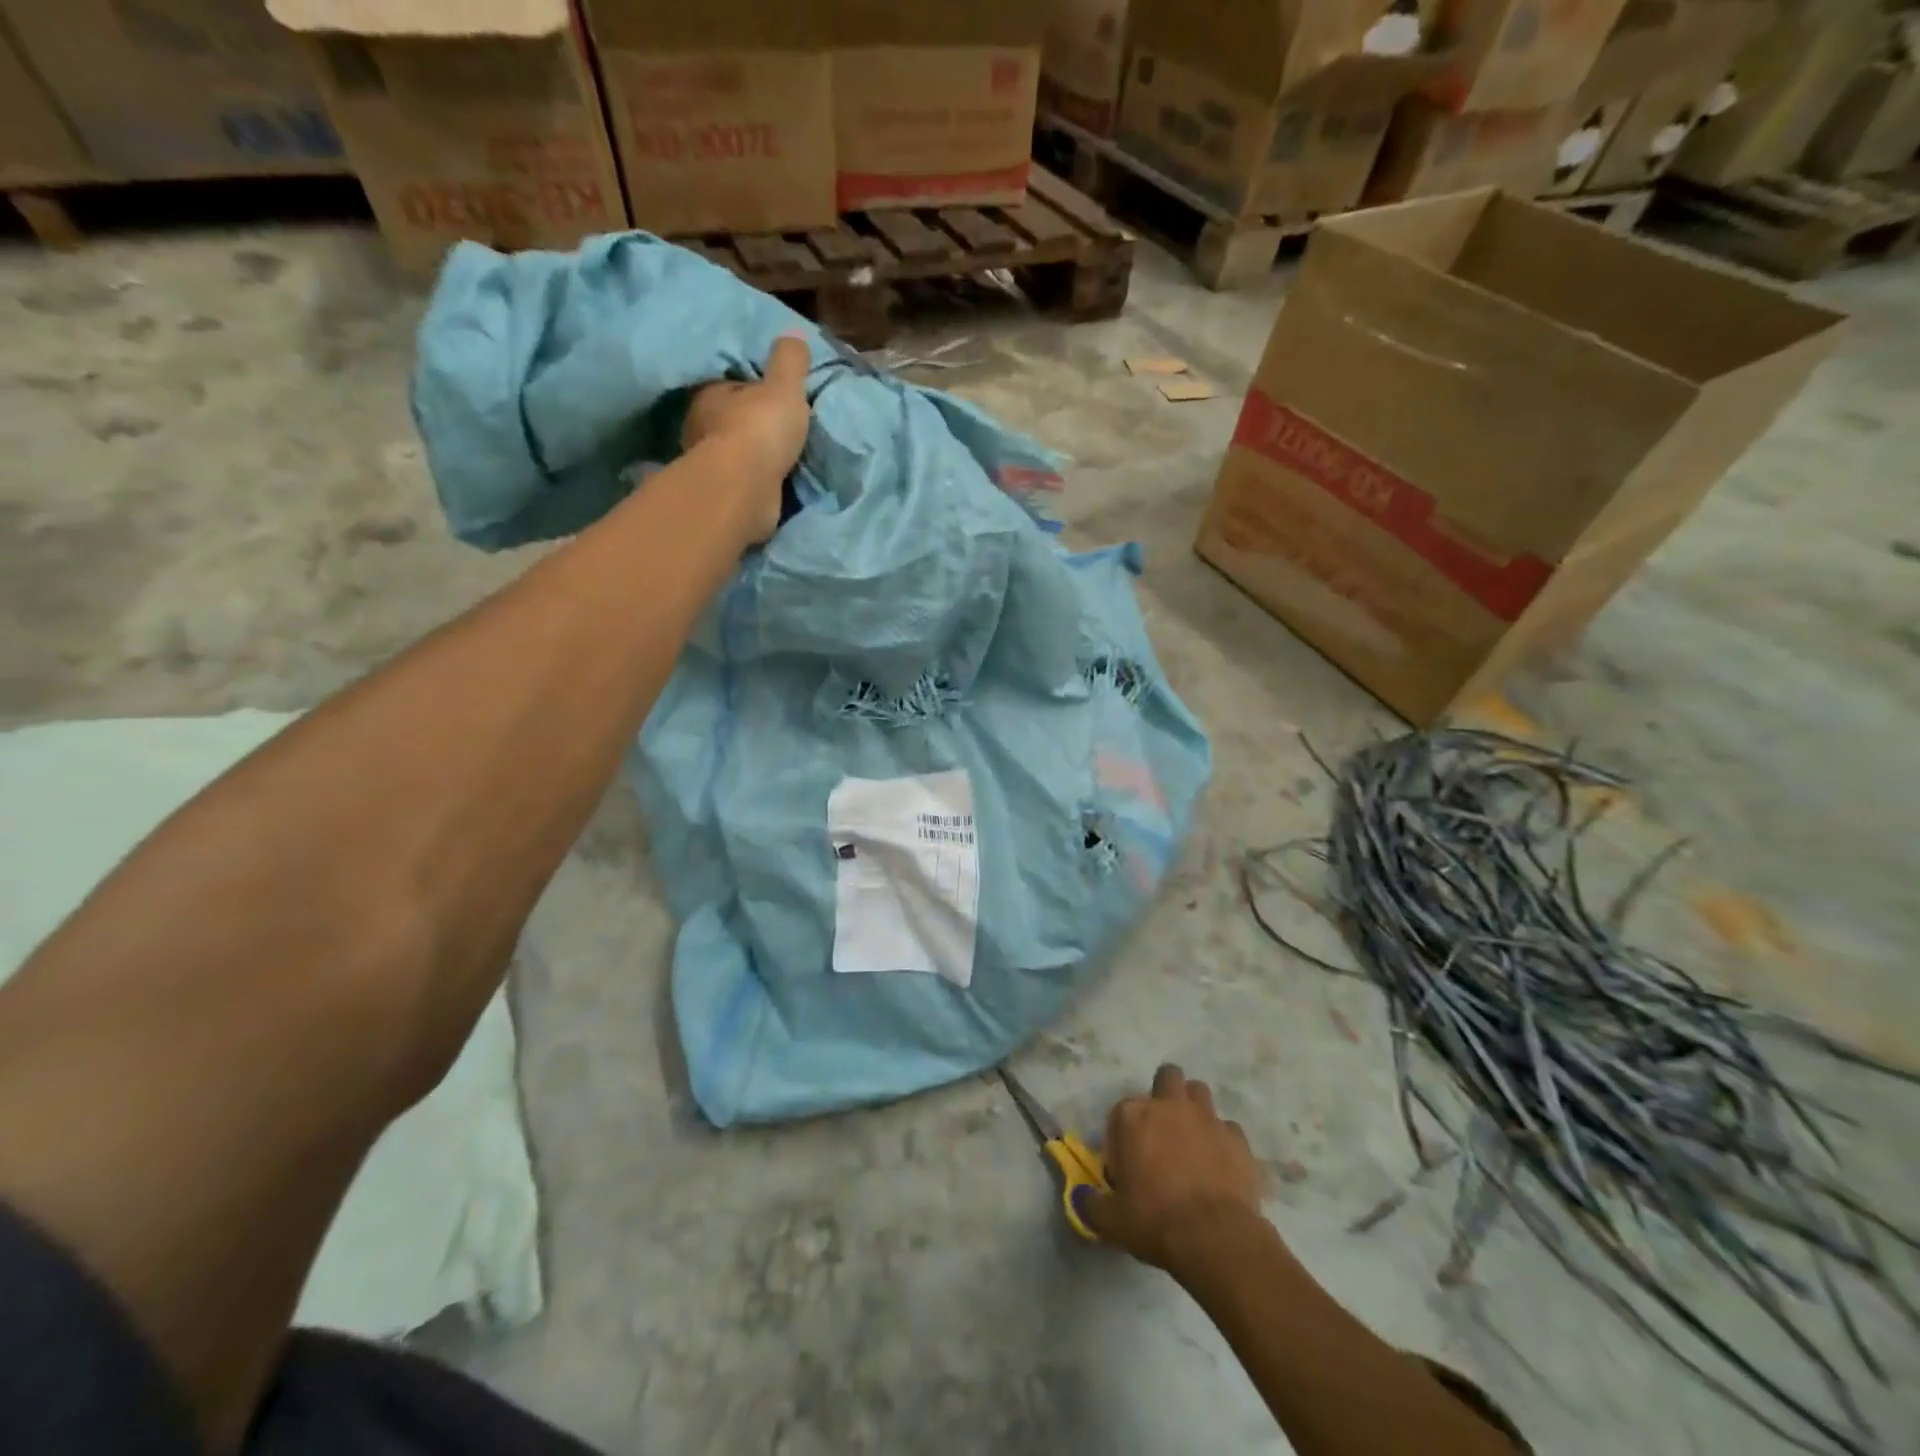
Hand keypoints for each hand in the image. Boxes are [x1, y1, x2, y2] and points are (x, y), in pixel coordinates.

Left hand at [682, 333, 812, 543]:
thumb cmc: (759, 429)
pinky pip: (743, 482)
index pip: (731, 386)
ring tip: (783, 459)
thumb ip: (789, 361)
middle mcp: (701, 429)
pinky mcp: (722, 496)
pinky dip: (757, 482)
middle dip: (752, 424)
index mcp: (710, 395)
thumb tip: (793, 335)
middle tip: (783, 429)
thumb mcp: (783, 386)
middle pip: (731, 421)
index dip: (753, 389)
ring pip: (736, 454)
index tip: (776, 397)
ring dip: (755, 456)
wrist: (746, 489)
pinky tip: (775, 483)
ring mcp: (710, 466)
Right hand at [1076, 1064, 1265, 1270]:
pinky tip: (1220, 1166)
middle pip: (1167, 1077)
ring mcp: (1206, 1118)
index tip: (1126, 1168)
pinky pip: (1227, 1128)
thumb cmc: (1155, 1221)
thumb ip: (1093, 1204)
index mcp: (1133, 1116)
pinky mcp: (1237, 1138)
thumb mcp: (1112, 1220)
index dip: (1122, 1138)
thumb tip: (1083, 1199)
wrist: (1215, 1237)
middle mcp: (1169, 1105)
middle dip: (1164, 1095)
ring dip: (1194, 1109)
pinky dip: (1223, 1141)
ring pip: (1199, 1091)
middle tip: (1162, 1132)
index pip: (1121, 1111)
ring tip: (1192, 1142)